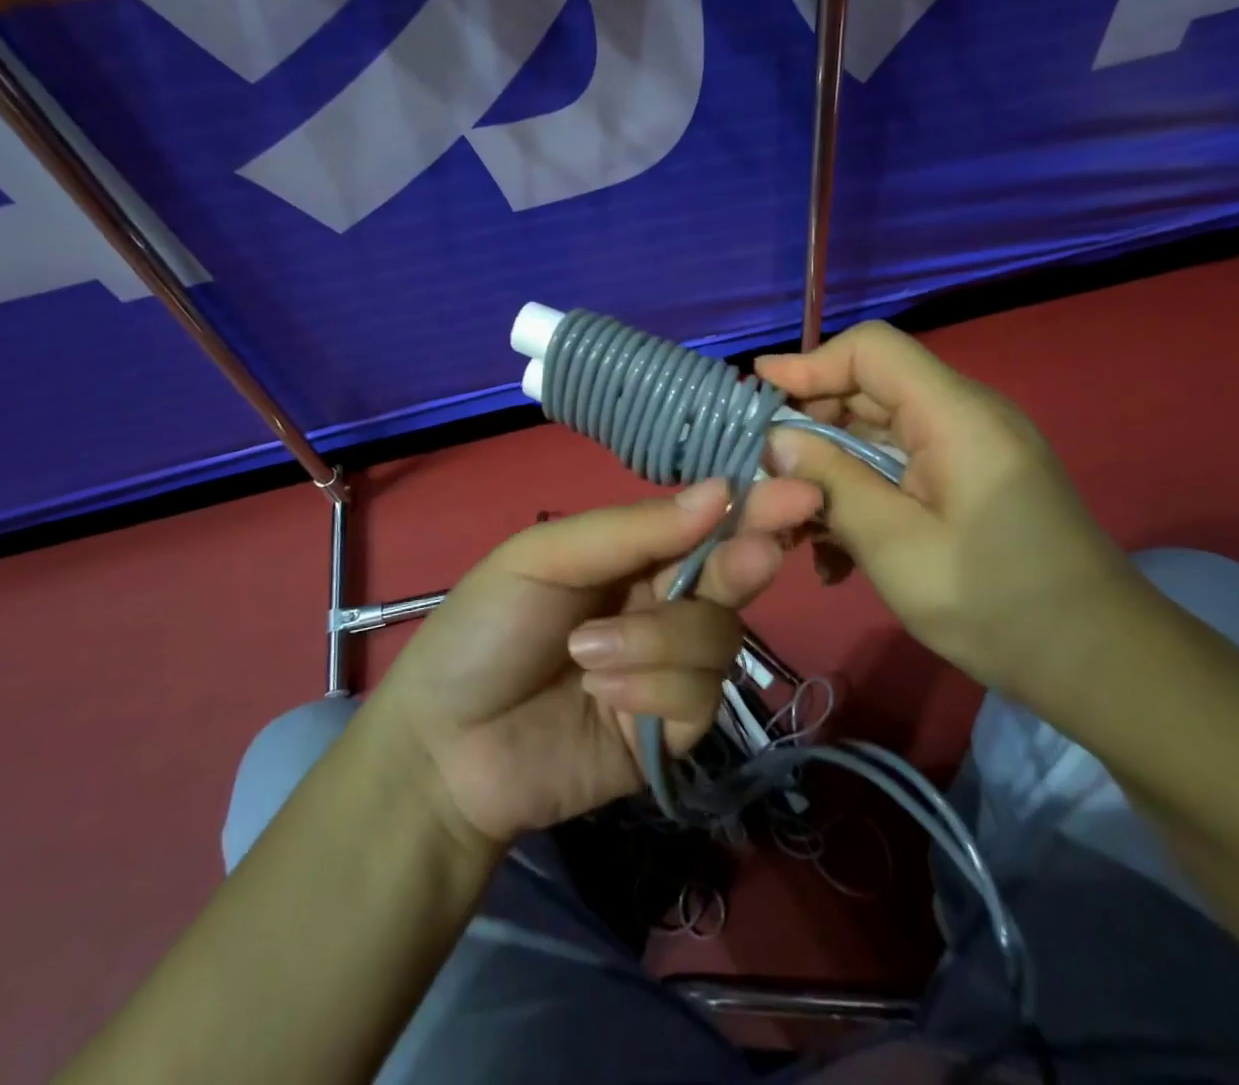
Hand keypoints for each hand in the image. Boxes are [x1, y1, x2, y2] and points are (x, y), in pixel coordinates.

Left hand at [376, 476, 822, 845]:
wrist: (444, 748)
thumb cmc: (484, 630)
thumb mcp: (545, 558)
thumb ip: (632, 529)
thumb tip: (720, 490)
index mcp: (632, 553)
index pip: (703, 522)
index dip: (748, 506)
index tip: (794, 492)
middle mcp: (661, 602)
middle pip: (730, 577)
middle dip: (742, 563)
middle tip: (757, 553)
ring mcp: (670, 668)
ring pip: (718, 638)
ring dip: (657, 643)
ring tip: (588, 658)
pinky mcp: (672, 730)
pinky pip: (697, 698)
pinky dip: (650, 693)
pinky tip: (599, 699)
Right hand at [756, 322, 1140, 697]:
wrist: (1099, 664)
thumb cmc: (995, 603)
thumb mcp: (894, 545)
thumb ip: (831, 482)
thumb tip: (774, 440)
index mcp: (955, 415)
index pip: (872, 350)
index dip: (810, 363)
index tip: (757, 392)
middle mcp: (964, 416)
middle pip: (870, 389)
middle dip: (811, 425)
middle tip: (766, 471)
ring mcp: (969, 449)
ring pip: (878, 433)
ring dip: (831, 469)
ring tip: (795, 523)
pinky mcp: (969, 481)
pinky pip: (901, 466)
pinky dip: (862, 493)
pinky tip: (836, 552)